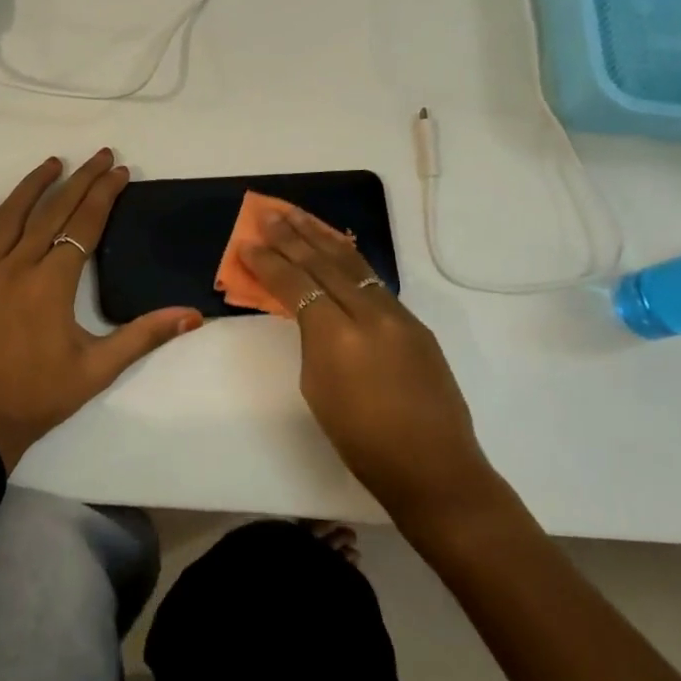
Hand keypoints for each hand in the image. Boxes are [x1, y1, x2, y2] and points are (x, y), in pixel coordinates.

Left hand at [0, 150, 203, 467]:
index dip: (105, 194)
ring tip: (52, 164)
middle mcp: (16, 268)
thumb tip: (192, 315)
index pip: (84, 224)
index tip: (120, 170)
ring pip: (6, 219)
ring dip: (31, 188)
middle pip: (51, 212)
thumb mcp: (99, 369)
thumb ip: (144, 335)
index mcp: (52, 282)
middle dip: (80, 180)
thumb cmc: (39, 398)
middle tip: (99, 156)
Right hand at [241, 206, 495, 525]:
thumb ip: (313, 342)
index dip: (269, 262)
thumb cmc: (362, 442)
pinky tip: (337, 248)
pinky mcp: (414, 322)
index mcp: (336, 337)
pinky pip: (374, 280)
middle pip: (324, 263)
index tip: (247, 243)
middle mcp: (368, 314)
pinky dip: (349, 259)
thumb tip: (310, 314)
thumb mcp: (318, 389)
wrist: (433, 466)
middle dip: (292, 236)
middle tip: (269, 213)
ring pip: (353, 263)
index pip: (296, 285)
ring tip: (298, 216)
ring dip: (322, 236)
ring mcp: (397, 315)